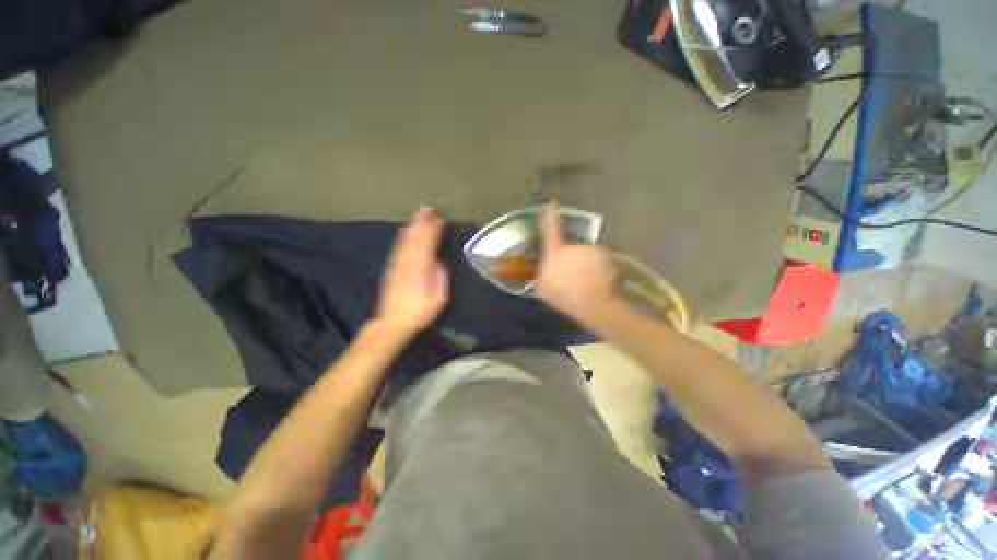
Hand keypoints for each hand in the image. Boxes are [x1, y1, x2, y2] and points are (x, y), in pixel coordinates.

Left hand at [375, 207, 448, 334]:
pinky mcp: (392, 267)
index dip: (434, 231)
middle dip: (422, 223)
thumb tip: (438, 261)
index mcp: (421, 269)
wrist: (393, 322)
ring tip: (419, 214)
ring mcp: (398, 264)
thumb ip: (440, 276)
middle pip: (416, 238)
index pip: (428, 245)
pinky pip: (398, 247)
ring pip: (406, 240)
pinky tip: (405, 230)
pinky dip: (403, 236)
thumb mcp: (439, 298)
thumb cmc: (420, 311)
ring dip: (413, 226)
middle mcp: (408, 263)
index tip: (440, 220)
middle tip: (429, 209)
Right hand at [537, 202, 617, 325]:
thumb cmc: (563, 295)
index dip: (550, 216)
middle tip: (572, 279)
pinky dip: (598, 269)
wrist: (592, 303)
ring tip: (585, 284)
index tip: (552, 204)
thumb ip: (543, 274)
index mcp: (555, 254)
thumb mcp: (543, 287)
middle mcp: (573, 248)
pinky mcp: (605, 258)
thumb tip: (545, 268)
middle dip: (570, 261)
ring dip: (584, 266)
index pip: (551, 231)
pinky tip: (596, 283)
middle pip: (569, 250)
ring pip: (585, 257)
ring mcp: (591, 251)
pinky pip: (598, 261)